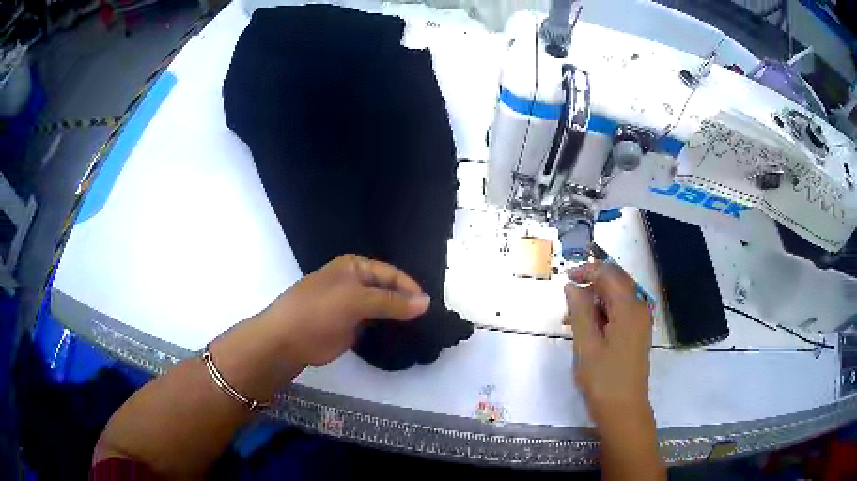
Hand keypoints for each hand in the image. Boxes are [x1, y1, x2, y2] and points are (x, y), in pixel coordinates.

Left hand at [262, 255, 430, 366]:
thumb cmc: (319, 310)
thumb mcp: (356, 300)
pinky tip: (404, 336)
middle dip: (406, 302)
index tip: (428, 306)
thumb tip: (427, 302)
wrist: (288, 340)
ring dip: (399, 316)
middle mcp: (355, 283)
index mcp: (354, 267)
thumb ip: (392, 302)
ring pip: (384, 308)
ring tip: (422, 328)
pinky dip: (389, 329)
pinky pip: (376, 324)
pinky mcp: (352, 326)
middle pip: (389, 290)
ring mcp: (353, 306)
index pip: (390, 273)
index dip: (409, 287)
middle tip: (429, 318)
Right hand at [565, 261, 652, 427]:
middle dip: (591, 284)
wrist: (624, 410)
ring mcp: (640, 322)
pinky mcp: (637, 333)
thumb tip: (572, 285)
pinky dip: (603, 313)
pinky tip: (588, 329)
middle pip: (616, 282)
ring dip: (595, 300)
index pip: (609, 273)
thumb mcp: (586, 344)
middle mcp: (639, 308)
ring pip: (617, 297)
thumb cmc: (603, 379)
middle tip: (568, 301)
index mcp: (629, 307)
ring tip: (572, 320)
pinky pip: (620, 311)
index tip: (565, 278)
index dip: (586, 270)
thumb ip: (579, 311)